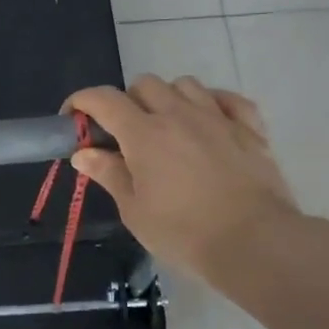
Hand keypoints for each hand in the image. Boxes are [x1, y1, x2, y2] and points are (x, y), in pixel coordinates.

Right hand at [67, 75, 301, 283]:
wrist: (256, 243)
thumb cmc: (185, 232)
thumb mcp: (135, 210)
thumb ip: (109, 174)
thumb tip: (83, 153)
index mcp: (143, 133)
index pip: (103, 99)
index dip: (81, 101)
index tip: (72, 118)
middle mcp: (178, 114)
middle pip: (144, 84)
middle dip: (127, 101)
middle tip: (125, 133)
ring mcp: (217, 117)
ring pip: (185, 84)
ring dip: (168, 98)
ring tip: (168, 126)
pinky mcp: (249, 129)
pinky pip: (228, 99)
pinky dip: (213, 103)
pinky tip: (209, 121)